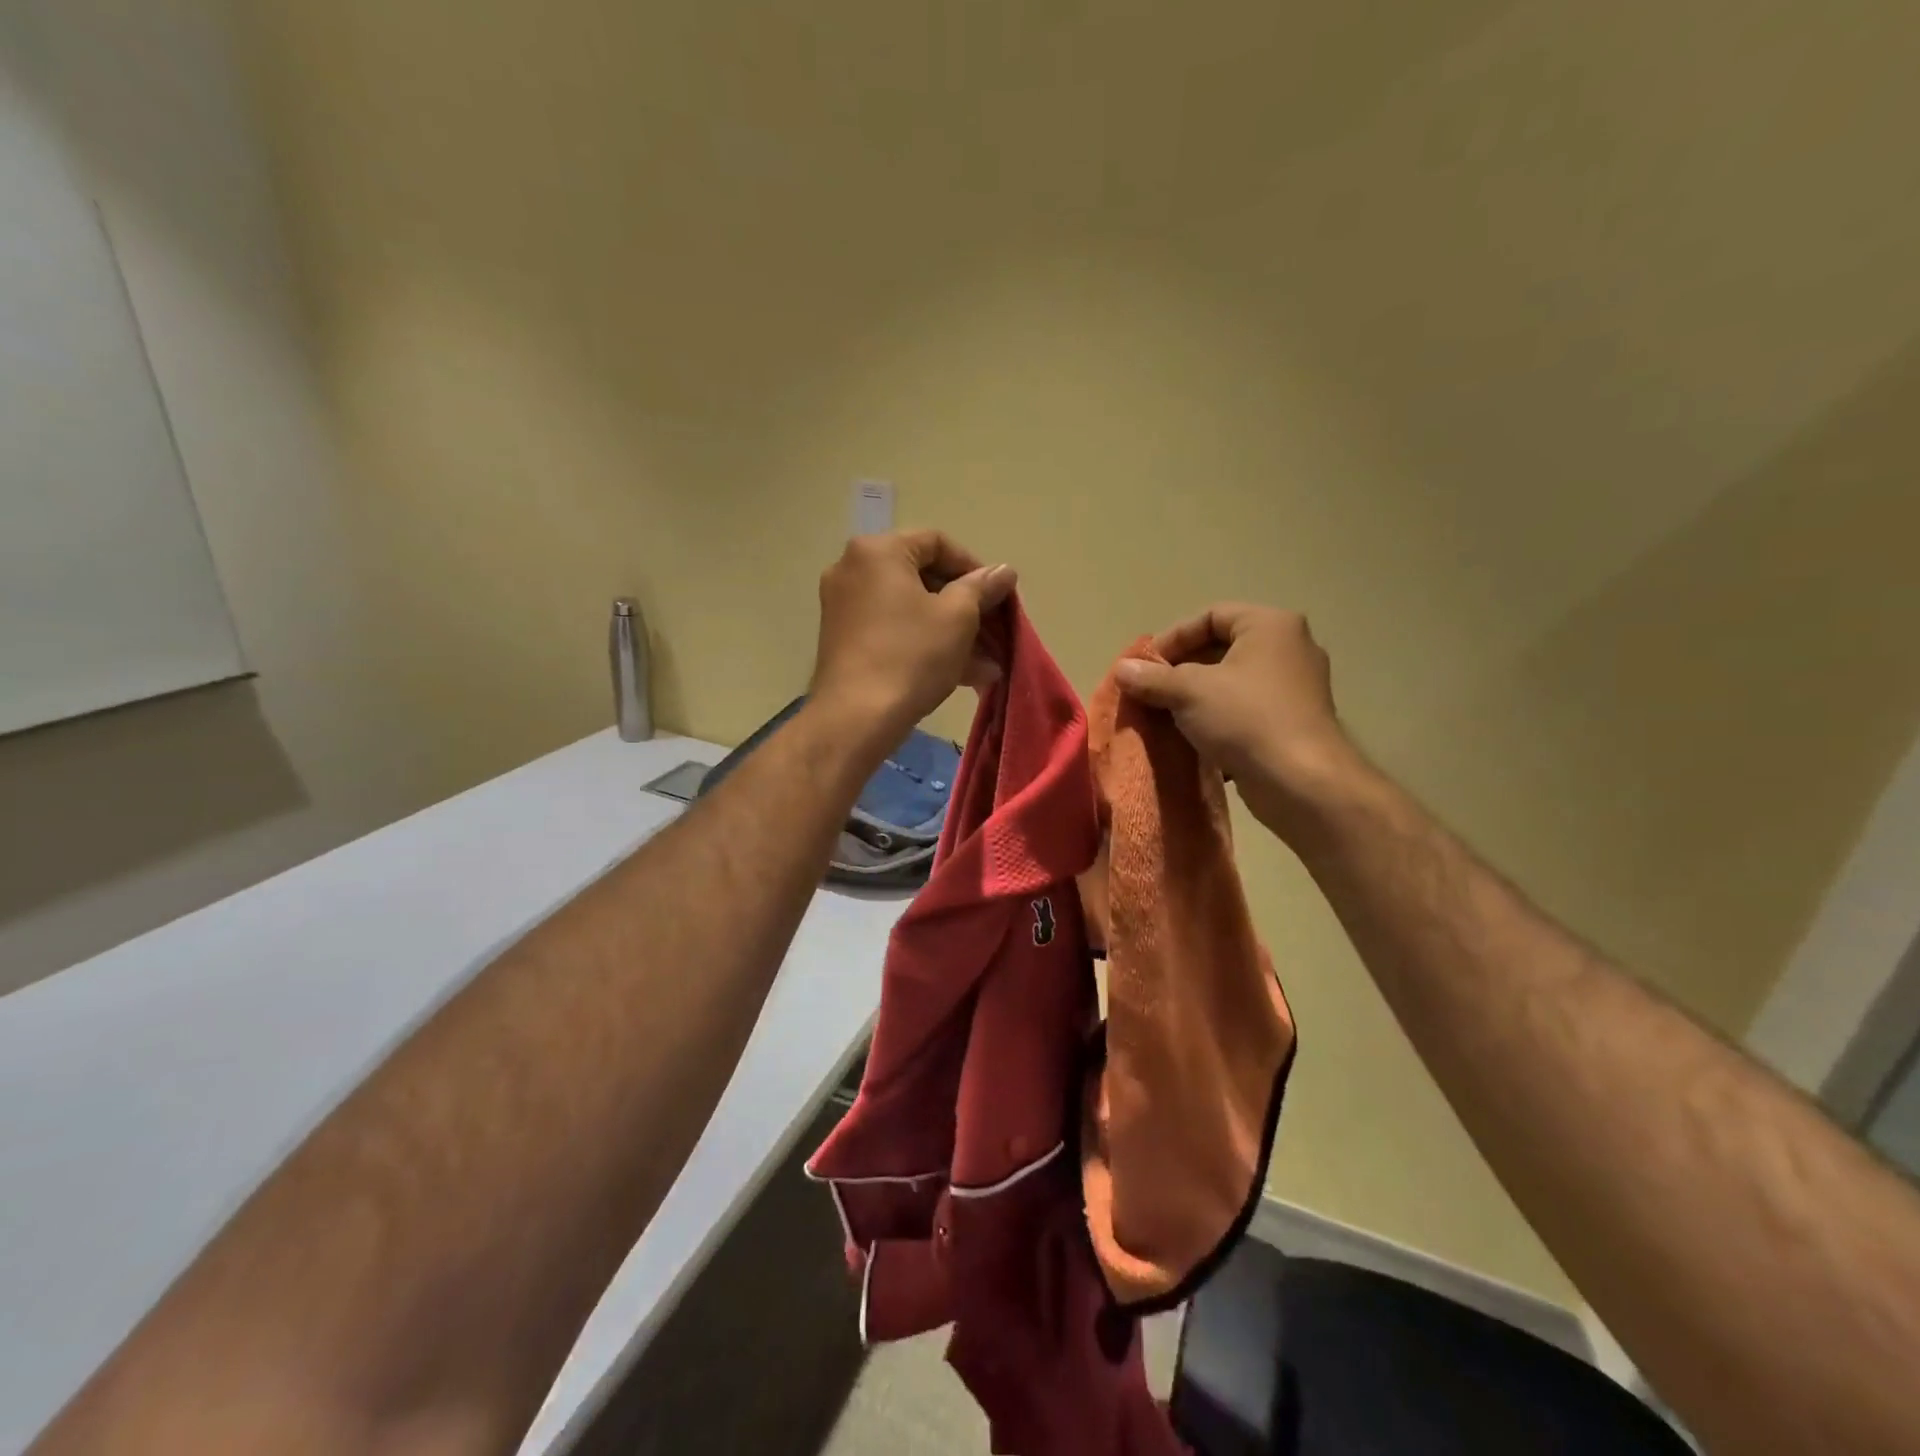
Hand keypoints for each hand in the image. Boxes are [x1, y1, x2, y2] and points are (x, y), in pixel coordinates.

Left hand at [810, 531, 1016, 749]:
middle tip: (995, 630)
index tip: (998, 596)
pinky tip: (964, 675)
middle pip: (922, 577)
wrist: (856, 718)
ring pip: (911, 610)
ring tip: (987, 664)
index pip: (936, 542)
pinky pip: (894, 631)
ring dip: (952, 632)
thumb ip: (982, 587)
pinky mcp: (844, 641)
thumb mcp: (958, 617)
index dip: (974, 567)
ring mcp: (844, 607)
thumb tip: (1004, 571)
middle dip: (966, 607)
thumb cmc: (911, 656)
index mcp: (878, 551)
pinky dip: (925, 644)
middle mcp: (853, 570)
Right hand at [1115, 604, 1361, 835]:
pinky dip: (1217, 720)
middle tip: (1151, 691)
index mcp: (1270, 626)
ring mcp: (1295, 688)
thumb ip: (1152, 677)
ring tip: (1166, 717)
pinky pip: (1245, 711)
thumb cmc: (1246, 719)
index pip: (1211, 616)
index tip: (1145, 666)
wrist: (1301, 782)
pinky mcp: (1293, 723)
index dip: (1172, 638)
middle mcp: (1289, 648)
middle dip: (1180, 671)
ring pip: (1232, 683)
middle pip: (1222, 649)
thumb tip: (1121, 669)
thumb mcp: (1189, 691)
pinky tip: (1193, 741)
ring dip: (1196, 698)